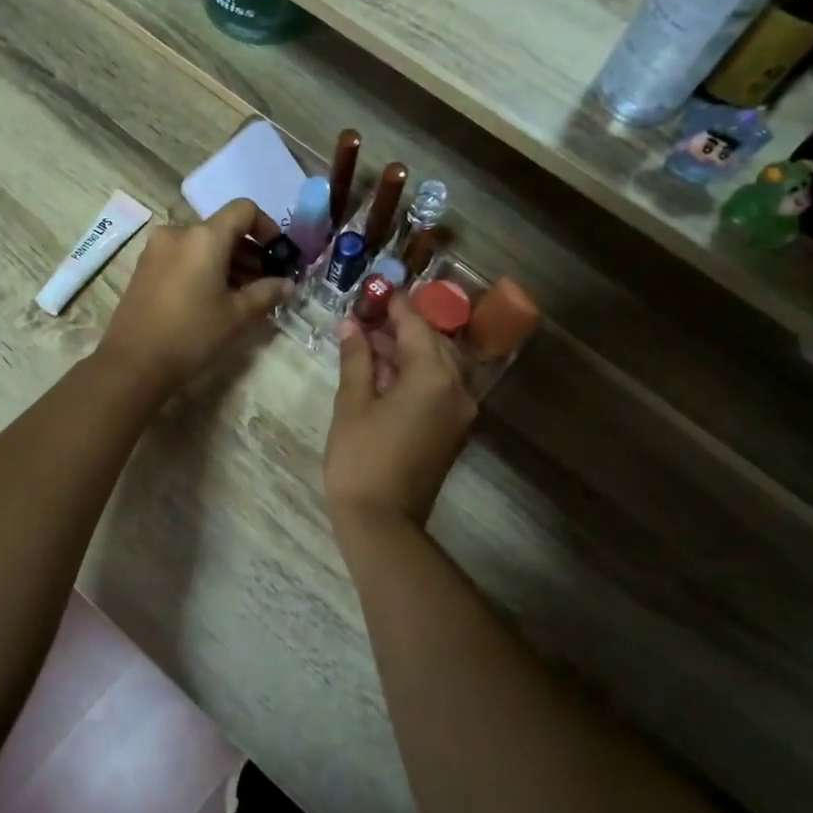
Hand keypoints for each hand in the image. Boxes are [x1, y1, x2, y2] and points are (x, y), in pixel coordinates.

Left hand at [95, 199, 291, 395]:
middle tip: (267, 283)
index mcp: (204, 237)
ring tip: (243, 295)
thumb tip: (287, 284)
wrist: (133, 363)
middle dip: (249, 252)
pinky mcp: (144, 268)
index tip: (279, 254)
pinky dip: (204, 269)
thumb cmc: (192, 334)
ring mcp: (156, 250)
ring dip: (227, 262)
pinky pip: (183, 257)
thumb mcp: (238, 316)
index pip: (243, 210)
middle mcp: (178, 233)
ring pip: (202, 245)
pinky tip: (213, 299)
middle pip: (223, 229)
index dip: (268, 227)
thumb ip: (267, 292)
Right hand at [325, 294, 477, 526]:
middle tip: (371, 317)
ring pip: (440, 365)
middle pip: (435, 342)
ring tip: (373, 342)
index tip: (376, 290)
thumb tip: (353, 325)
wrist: (383, 522)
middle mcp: (457, 389)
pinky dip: (418, 374)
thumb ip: (357, 359)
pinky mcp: (454, 430)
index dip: (396, 306)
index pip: (417, 326)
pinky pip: (441, 387)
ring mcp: (460, 412)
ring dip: (411, 350)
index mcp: (433, 377)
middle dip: (405, 326)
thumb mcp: (352, 404)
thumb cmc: (361, 459)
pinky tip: (387, 373)